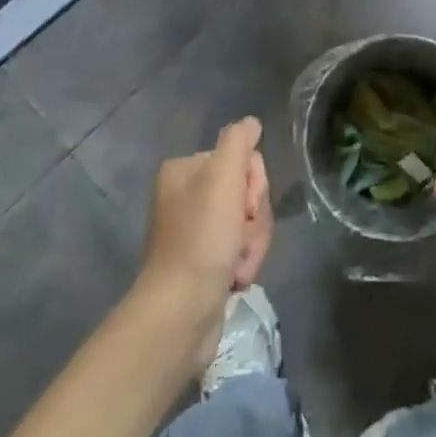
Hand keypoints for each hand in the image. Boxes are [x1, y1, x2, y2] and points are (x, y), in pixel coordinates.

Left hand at [140, 118, 273, 373]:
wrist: (180, 313)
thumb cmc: (202, 238)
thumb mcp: (224, 175)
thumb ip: (239, 141)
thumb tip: (252, 123)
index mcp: (184, 171)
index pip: (240, 158)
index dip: (253, 181)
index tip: (245, 205)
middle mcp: (186, 197)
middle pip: (246, 190)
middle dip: (255, 217)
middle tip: (242, 237)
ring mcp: (195, 232)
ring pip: (248, 222)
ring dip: (253, 242)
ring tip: (238, 265)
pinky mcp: (203, 264)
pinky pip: (240, 249)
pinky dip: (244, 262)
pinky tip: (235, 278)